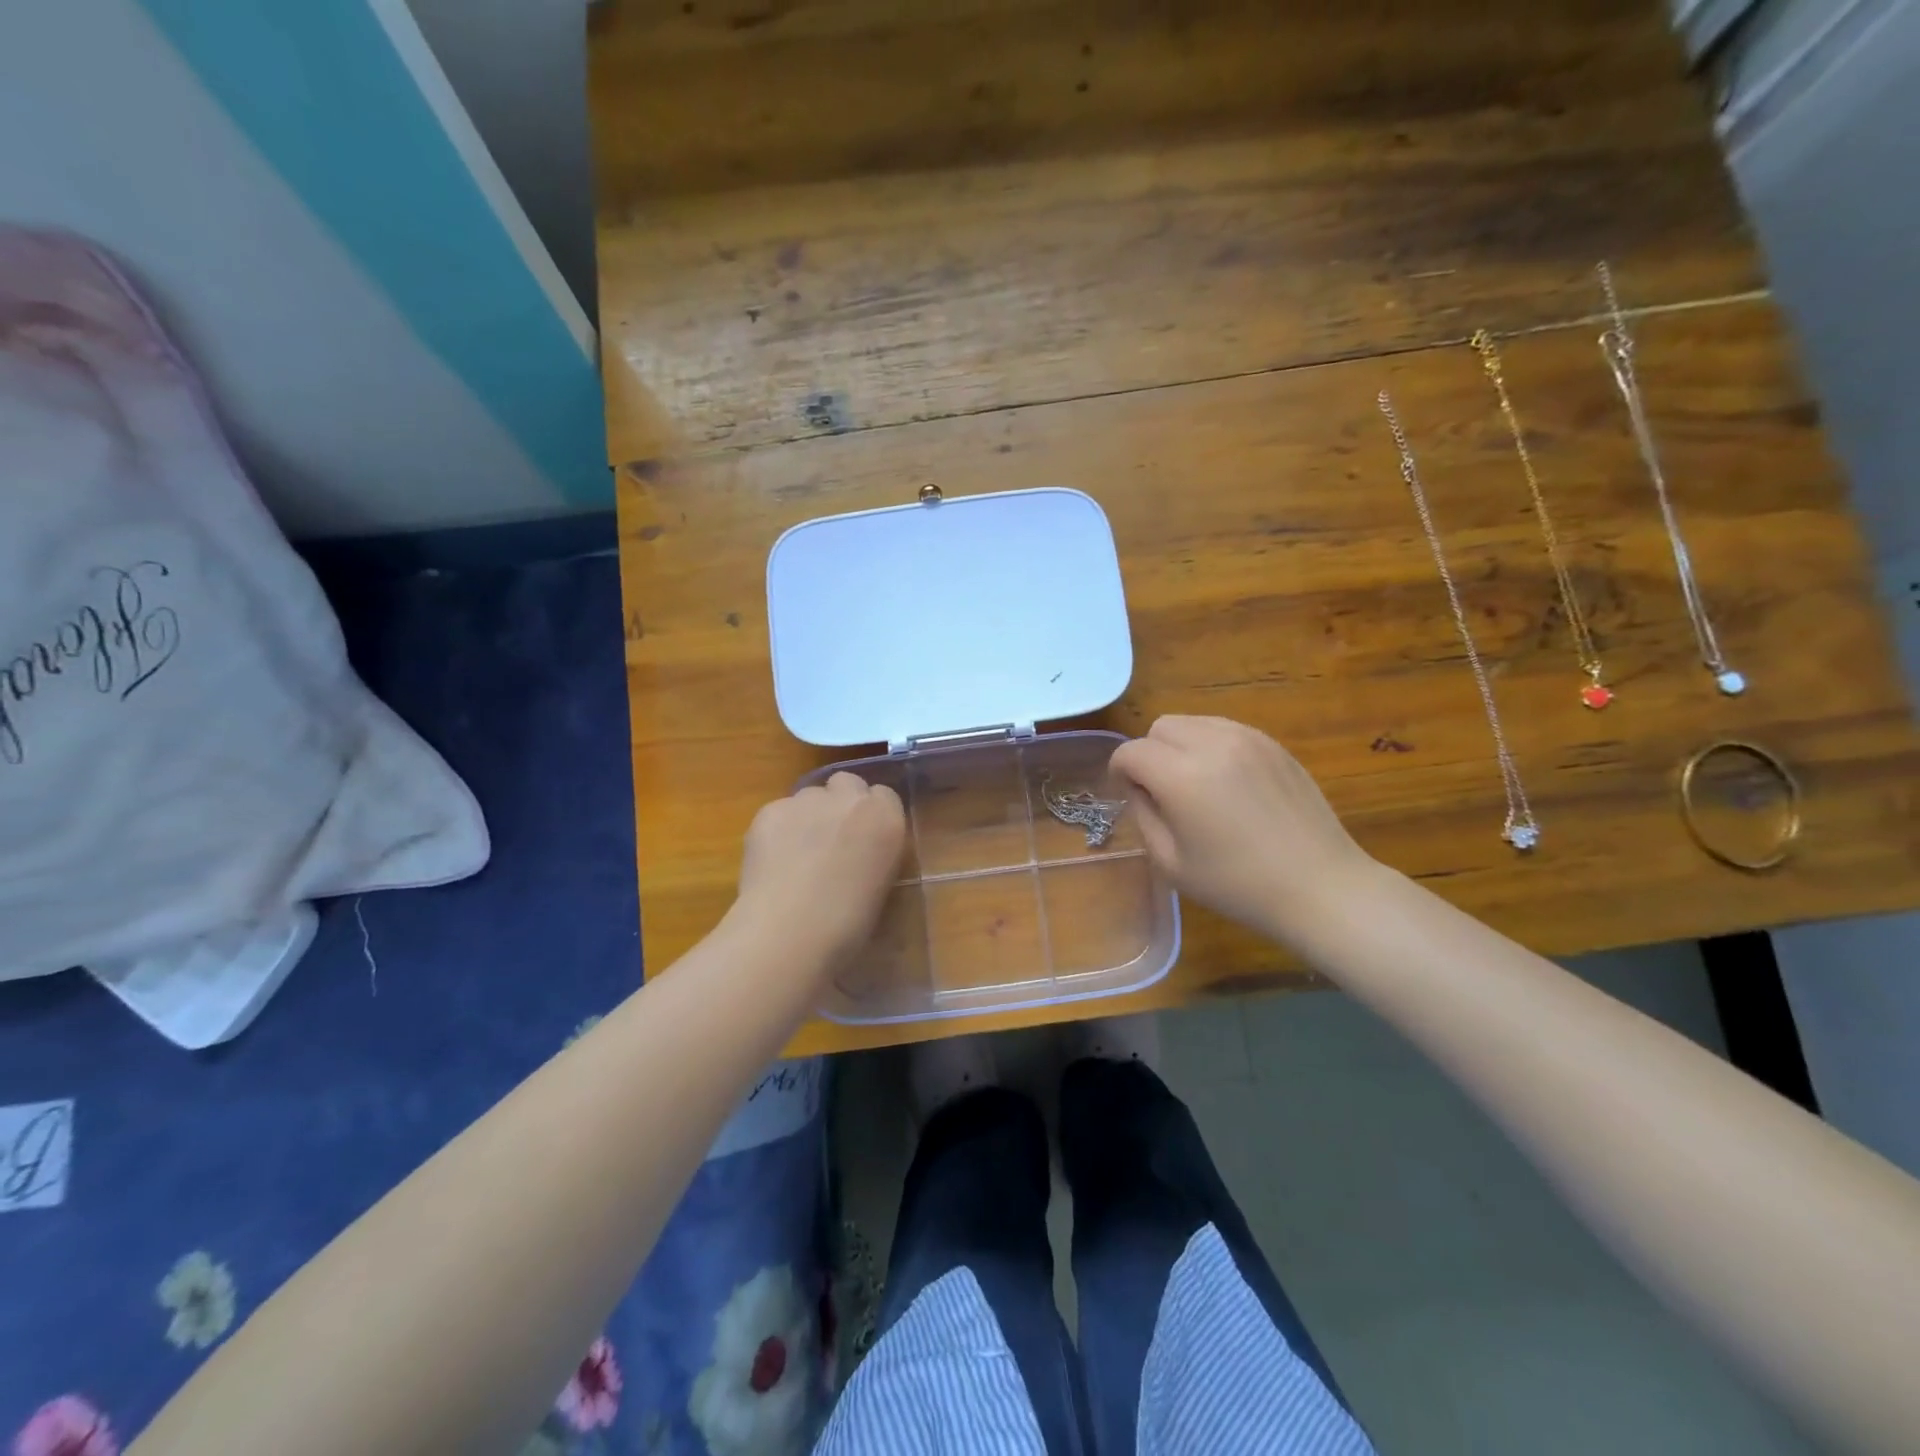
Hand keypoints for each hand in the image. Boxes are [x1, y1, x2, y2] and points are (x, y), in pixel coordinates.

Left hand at [733, 772, 907, 971]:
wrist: (790, 932)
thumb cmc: (848, 925)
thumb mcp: (881, 885)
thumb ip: (875, 854)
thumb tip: (860, 854)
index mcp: (885, 818)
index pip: (884, 795)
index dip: (871, 815)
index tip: (864, 839)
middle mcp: (848, 799)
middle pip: (846, 783)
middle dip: (840, 803)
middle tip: (831, 839)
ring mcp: (806, 801)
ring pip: (808, 796)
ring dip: (808, 815)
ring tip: (796, 855)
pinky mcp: (770, 811)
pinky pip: (778, 812)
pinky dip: (777, 831)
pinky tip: (773, 863)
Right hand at [1109, 716, 1376, 944]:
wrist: (1319, 886)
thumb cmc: (1237, 885)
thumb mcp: (1170, 862)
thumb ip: (1143, 815)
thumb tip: (1139, 788)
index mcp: (1182, 776)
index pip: (1131, 752)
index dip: (1120, 773)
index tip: (1130, 796)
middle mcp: (1213, 744)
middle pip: (1160, 727)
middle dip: (1150, 753)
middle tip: (1163, 792)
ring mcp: (1248, 738)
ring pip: (1193, 722)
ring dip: (1181, 746)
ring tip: (1197, 785)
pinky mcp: (1273, 744)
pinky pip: (1225, 730)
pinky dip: (1213, 747)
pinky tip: (1228, 784)